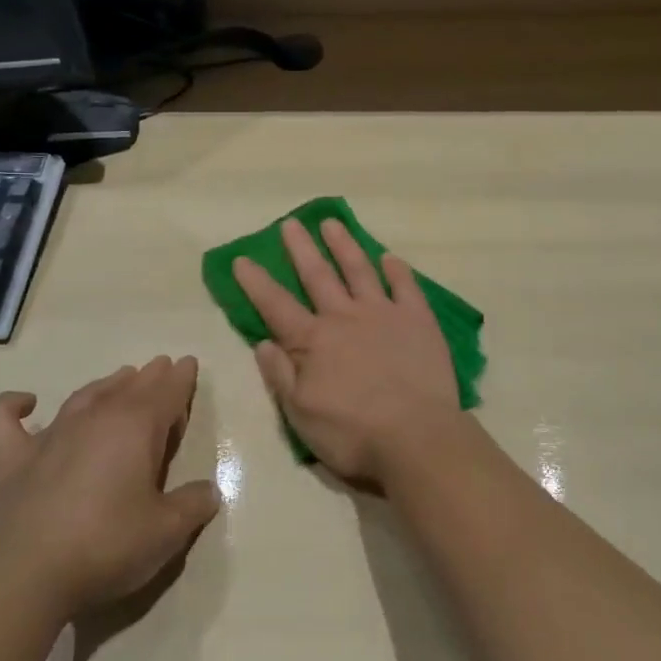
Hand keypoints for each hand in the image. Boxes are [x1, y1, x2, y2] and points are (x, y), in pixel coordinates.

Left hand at [0, 357, 220, 619]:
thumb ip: (192, 505)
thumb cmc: (107, 545)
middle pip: (129, 388)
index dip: (181, 379)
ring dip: (106, 384)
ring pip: (84, 396)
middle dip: (150, 376)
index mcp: (136, 428)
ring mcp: (51, 436)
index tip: (188, 364)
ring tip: (121, 377)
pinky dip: (13, 405)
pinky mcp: (14, 460)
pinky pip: (5, 420)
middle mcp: (96, 419)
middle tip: (161, 367)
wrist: (27, 575)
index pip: (167, 392)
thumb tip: (208, 491)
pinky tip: (25, 402)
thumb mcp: (166, 531)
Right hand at [234, 219, 462, 487]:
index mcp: (313, 341)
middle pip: (317, 276)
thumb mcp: (301, 415)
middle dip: (300, 249)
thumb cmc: (353, 433)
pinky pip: (406, 287)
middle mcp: (345, 317)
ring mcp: (383, 314)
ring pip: (359, 270)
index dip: (256, 282)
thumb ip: (281, 375)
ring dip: (344, 246)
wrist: (416, 437)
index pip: (276, 305)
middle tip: (290, 223)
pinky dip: (397, 270)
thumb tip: (263, 342)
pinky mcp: (418, 320)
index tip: (242, 258)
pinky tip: (390, 257)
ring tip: (332, 223)